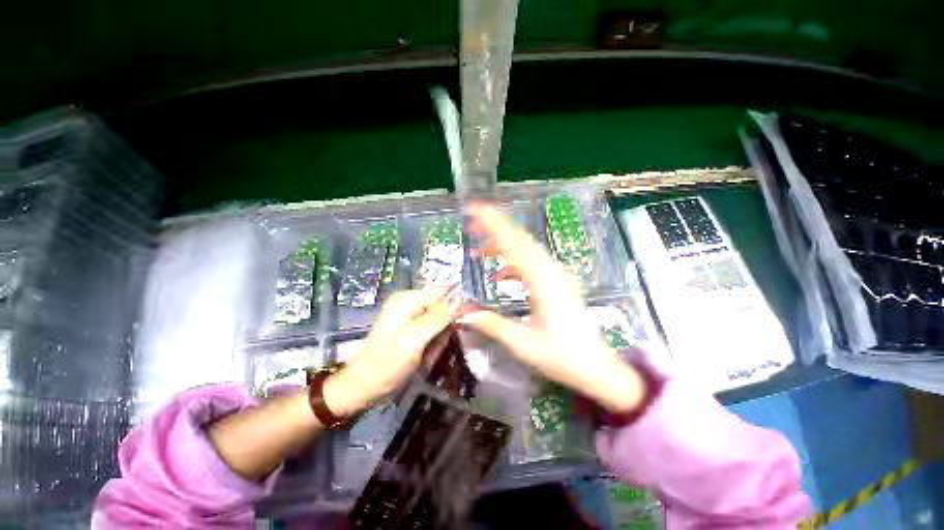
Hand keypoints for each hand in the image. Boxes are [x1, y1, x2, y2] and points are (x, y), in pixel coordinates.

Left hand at [324, 288, 458, 416]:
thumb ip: (439, 316)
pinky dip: (434, 342)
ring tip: (428, 353)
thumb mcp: (415, 338)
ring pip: (440, 319)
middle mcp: (410, 301)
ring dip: (440, 337)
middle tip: (436, 345)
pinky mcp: (412, 326)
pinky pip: (433, 329)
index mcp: (408, 298)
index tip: (462, 324)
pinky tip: (425, 354)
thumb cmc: (387, 363)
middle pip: (442, 305)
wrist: (365, 385)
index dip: (456, 305)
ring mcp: (410, 314)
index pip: (443, 290)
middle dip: (446, 326)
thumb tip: (462, 297)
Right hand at [460, 204, 644, 412]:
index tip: (473, 211)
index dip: (492, 225)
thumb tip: (461, 312)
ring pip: (526, 248)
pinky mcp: (557, 282)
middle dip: (495, 226)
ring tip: (478, 246)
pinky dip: (512, 263)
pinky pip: (532, 263)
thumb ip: (491, 324)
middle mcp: (551, 271)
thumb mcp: (522, 343)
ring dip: (502, 243)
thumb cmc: (561, 356)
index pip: (513, 244)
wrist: (596, 367)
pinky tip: (499, 274)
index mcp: (543, 281)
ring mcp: (557, 275)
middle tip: (471, 219)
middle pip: (521, 239)